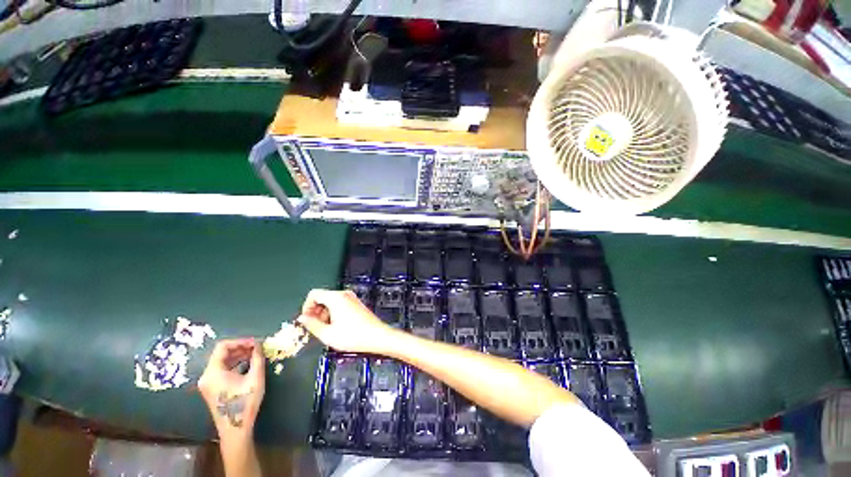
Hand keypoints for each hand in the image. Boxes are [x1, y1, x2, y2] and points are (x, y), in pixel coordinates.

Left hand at [199, 339, 265, 436]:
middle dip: (241, 348)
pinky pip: (222, 369)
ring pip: (222, 361)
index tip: (256, 343)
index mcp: (213, 372)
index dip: (241, 341)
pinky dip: (235, 364)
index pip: (223, 347)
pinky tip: (248, 364)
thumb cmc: (245, 402)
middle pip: (222, 353)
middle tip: (257, 347)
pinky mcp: (212, 388)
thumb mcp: (255, 378)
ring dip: (239, 355)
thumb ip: (257, 358)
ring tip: (255, 354)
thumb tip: (259, 345)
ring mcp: (208, 383)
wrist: (236, 429)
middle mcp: (206, 376)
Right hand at [297, 289, 396, 353]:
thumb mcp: (327, 334)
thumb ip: (311, 325)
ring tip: (326, 329)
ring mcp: (352, 298)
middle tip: (314, 327)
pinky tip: (336, 327)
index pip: (314, 294)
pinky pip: (340, 304)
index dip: (306, 307)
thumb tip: (302, 318)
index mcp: (336, 297)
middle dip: (315, 311)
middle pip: (322, 297)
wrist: (376, 336)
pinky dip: (334, 313)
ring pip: (331, 301)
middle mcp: (344, 294)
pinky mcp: (356, 303)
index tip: (306, 320)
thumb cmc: (353, 336)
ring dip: (324, 313)